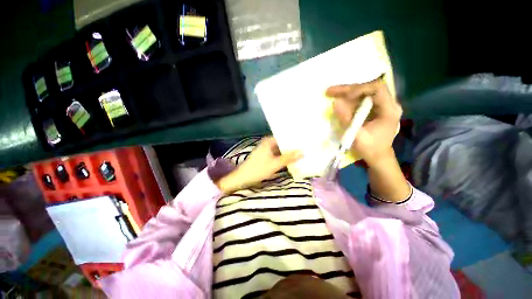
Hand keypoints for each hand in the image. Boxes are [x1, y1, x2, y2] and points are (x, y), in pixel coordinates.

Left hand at [216, 137, 302, 193]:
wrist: (242, 178)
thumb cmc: (258, 169)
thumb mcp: (275, 164)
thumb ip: (288, 158)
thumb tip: (302, 152)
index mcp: (268, 141)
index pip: (284, 137)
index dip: (293, 139)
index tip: (304, 141)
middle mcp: (267, 144)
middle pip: (282, 143)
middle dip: (291, 147)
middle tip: (304, 148)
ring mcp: (266, 150)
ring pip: (279, 150)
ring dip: (287, 152)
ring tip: (300, 153)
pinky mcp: (265, 157)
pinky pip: (276, 155)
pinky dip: (282, 157)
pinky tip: (290, 160)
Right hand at [326, 78, 401, 165]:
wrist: (378, 157)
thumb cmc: (370, 149)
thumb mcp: (357, 136)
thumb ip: (346, 119)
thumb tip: (335, 102)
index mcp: (389, 110)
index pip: (377, 88)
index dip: (359, 89)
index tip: (343, 96)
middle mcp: (388, 104)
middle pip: (368, 88)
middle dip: (348, 89)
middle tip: (330, 91)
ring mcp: (381, 105)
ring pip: (363, 92)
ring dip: (346, 92)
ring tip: (331, 93)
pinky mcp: (374, 109)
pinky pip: (361, 99)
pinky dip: (348, 99)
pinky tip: (338, 99)